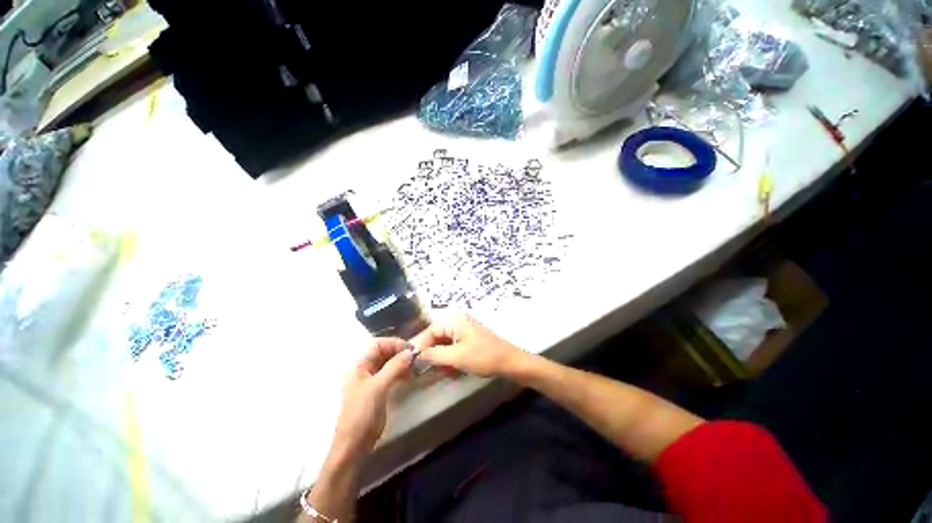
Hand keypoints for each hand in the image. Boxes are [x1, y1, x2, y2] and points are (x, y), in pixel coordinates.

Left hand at [333, 338, 413, 455]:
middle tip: (415, 357)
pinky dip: (400, 371)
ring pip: (388, 363)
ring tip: (415, 365)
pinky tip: (409, 375)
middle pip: (383, 352)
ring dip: (401, 362)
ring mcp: (371, 380)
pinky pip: (391, 374)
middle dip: (399, 352)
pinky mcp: (378, 390)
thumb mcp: (378, 387)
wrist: (354, 444)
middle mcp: (365, 369)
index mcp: (359, 365)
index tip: (409, 348)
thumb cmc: (362, 412)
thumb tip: (410, 352)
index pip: (377, 344)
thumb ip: (394, 367)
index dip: (393, 343)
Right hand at [411, 311, 525, 377]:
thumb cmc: (483, 356)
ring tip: (431, 371)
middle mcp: (457, 322)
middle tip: (419, 369)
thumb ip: (434, 355)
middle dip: (429, 353)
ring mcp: (464, 332)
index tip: (410, 361)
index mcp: (454, 320)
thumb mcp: (456, 357)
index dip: (420, 345)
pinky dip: (448, 359)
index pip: (430, 331)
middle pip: (436, 337)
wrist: (510, 362)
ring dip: (438, 358)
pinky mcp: (469, 341)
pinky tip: (446, 370)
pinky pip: (453, 348)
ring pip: (444, 344)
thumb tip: (417, 356)